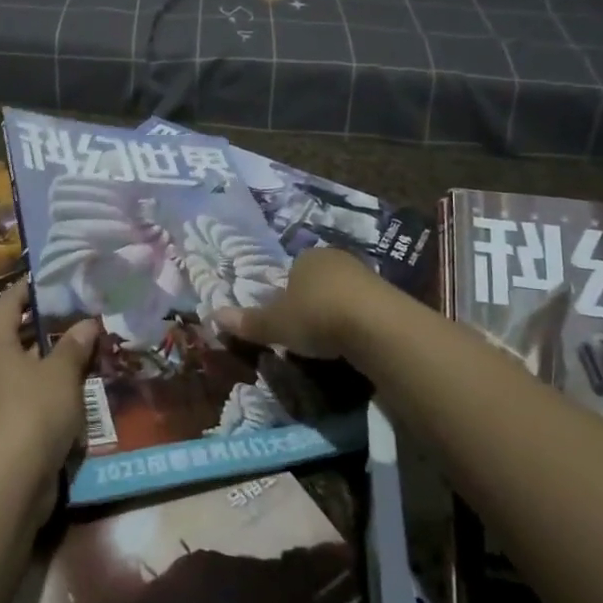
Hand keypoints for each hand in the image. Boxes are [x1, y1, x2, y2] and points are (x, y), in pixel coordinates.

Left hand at [0, 281, 98, 533]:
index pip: (9, 303)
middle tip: (85, 314)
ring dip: (56, 362)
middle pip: (19, 336)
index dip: (30, 288)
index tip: (56, 278)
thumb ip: (74, 346)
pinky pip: (32, 399)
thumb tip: (87, 322)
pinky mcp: (7, 430)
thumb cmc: (30, 415)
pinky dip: (54, 392)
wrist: (4, 488)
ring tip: (91, 349)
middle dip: (50, 326)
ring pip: (28, 370)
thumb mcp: (60, 375)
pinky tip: (82, 392)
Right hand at [213, 246, 373, 359]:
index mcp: (306, 257)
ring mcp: (366, 276)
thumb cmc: (317, 315)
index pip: (290, 272)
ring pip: (342, 295)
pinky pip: (365, 310)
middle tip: (306, 334)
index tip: (284, 321)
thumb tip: (212, 316)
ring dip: (336, 315)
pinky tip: (355, 345)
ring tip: (331, 345)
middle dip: (311, 304)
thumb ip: (248, 322)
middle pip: (317, 282)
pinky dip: (358, 325)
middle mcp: (336, 259)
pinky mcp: (390, 297)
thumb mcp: (276, 325)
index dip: (284, 296)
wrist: (377, 325)